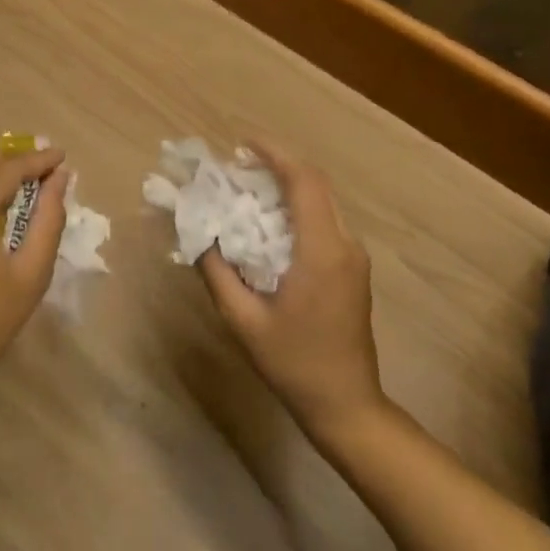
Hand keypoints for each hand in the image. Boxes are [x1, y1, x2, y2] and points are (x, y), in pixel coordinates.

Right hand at [196, 142, 383, 444]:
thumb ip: (216, 271)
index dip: (275, 155)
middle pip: (314, 185)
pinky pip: (324, 222)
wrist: (347, 406)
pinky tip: (268, 224)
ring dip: (286, 187)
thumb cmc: (294, 363)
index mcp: (322, 251)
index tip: (242, 144)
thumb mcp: (243, 319)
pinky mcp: (353, 269)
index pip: (304, 182)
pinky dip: (296, 209)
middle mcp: (345, 244)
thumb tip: (196, 232)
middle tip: (236, 168)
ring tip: (246, 190)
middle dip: (276, 167)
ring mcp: (354, 257)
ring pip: (321, 202)